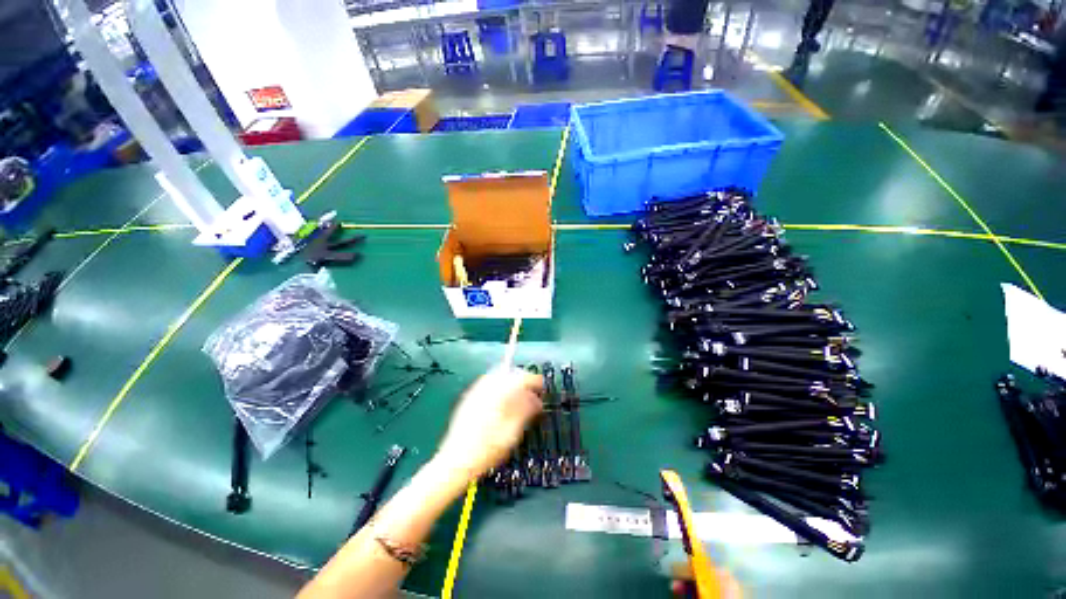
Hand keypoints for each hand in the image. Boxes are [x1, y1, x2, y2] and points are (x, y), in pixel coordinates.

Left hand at [434, 367, 543, 480]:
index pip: (522, 377)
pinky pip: (489, 383)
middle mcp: (487, 387)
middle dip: (523, 380)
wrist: (456, 461)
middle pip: (510, 373)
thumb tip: (537, 400)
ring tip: (520, 397)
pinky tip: (504, 401)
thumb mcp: (512, 433)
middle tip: (532, 393)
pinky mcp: (470, 398)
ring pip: (499, 376)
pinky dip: (500, 387)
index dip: (535, 381)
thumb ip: (526, 412)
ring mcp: (476, 391)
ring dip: (512, 382)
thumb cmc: (486, 450)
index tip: (542, 388)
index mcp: (499, 394)